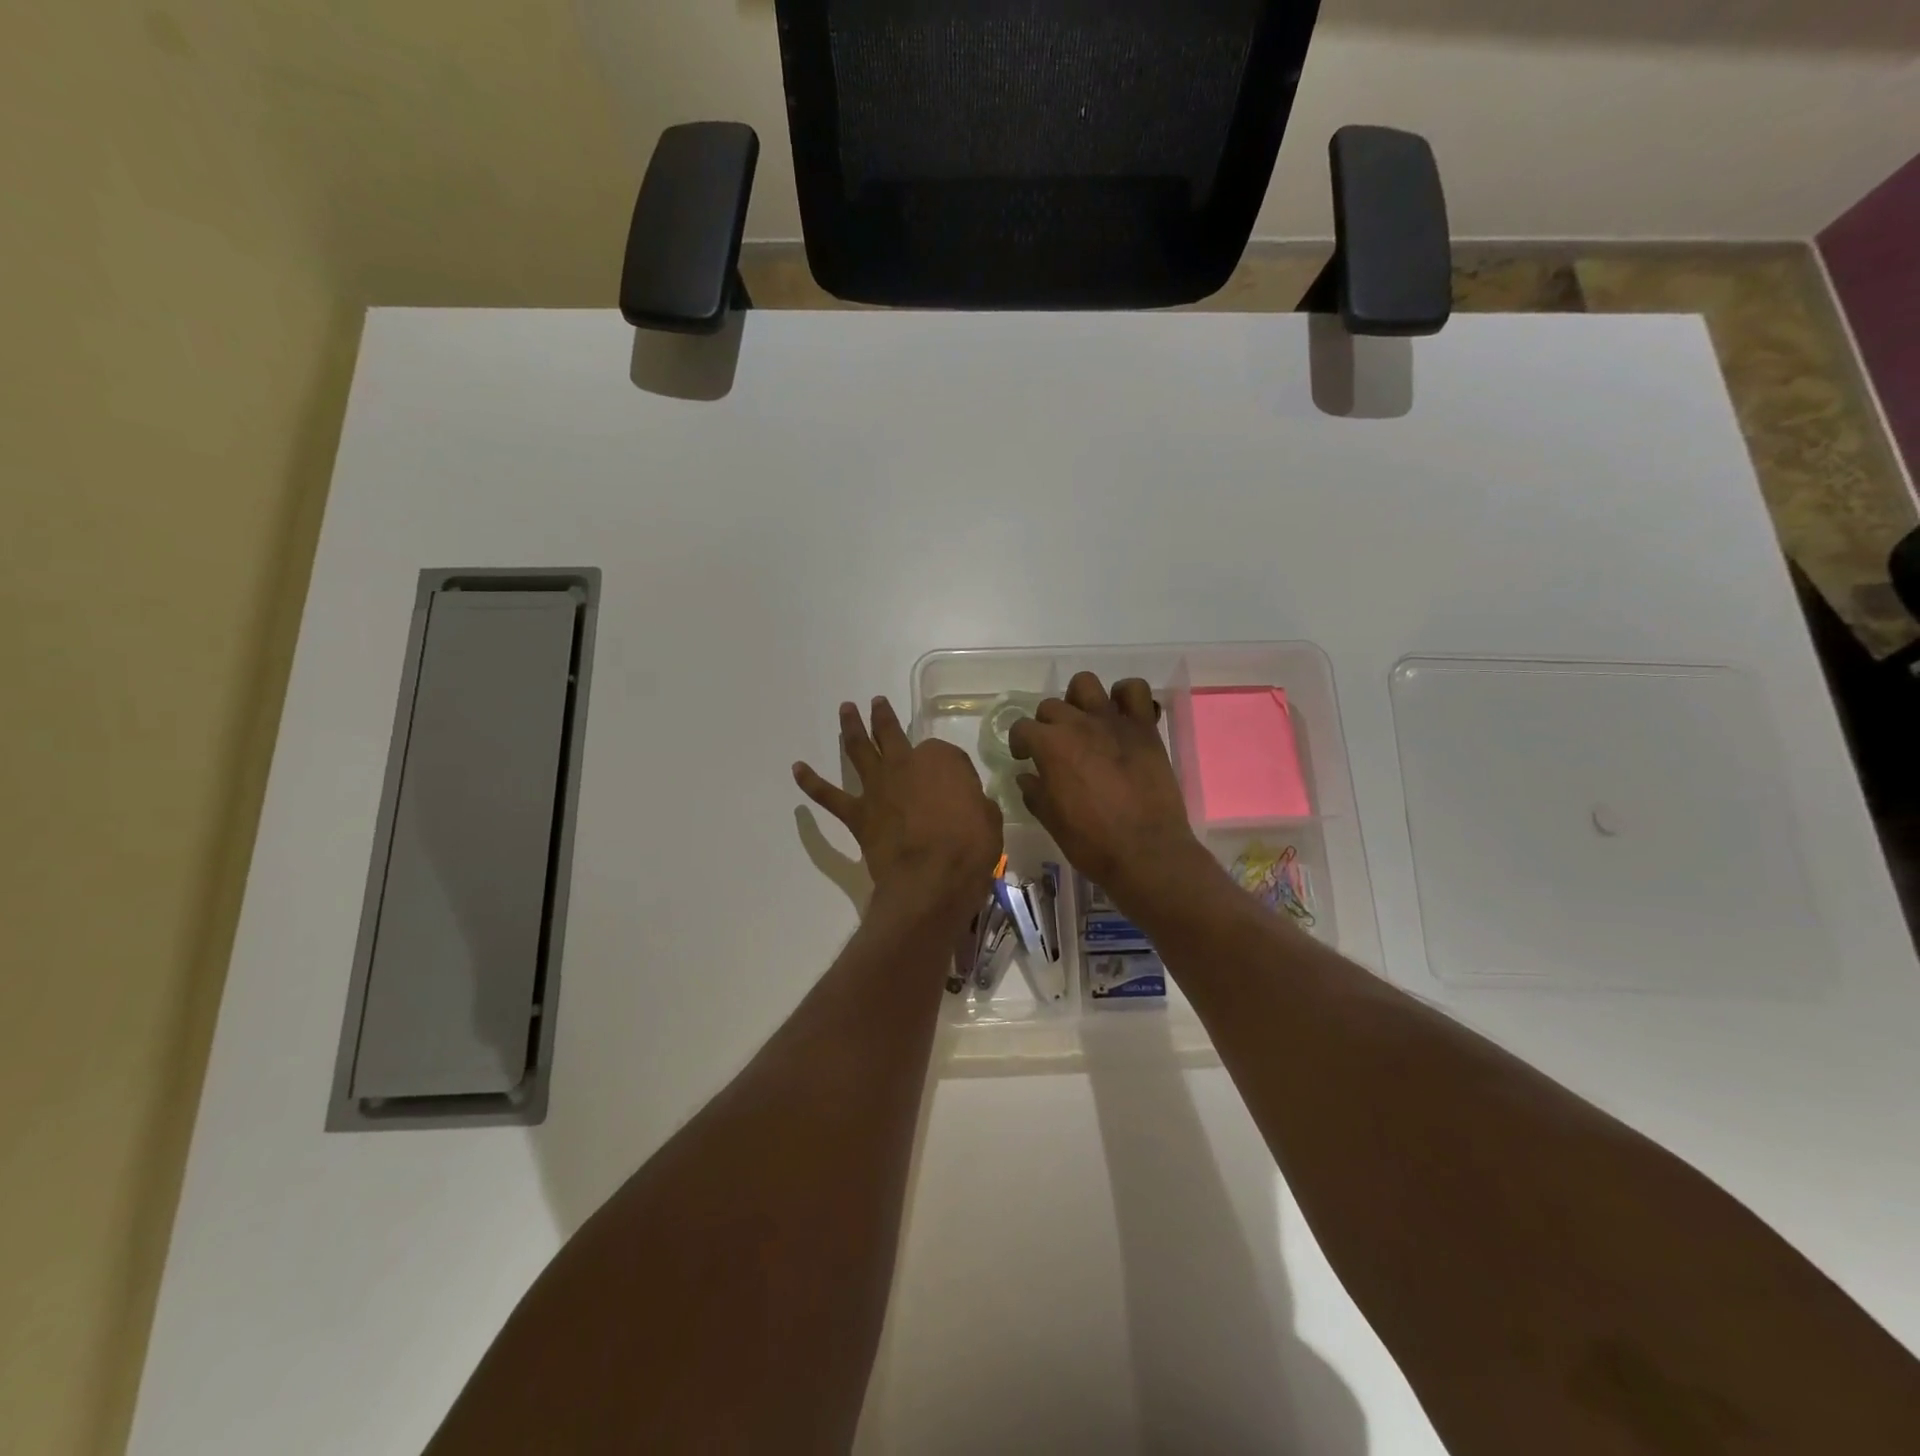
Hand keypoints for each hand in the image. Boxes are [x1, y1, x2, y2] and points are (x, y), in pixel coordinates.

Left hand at [794, 697, 1002, 923]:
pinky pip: (829, 796)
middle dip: (884, 717)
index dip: (948, 766)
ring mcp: (878, 787)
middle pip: (892, 734)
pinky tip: (798, 769)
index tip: (955, 783)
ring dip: (850, 728)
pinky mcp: (858, 814)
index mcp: (941, 760)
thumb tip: (970, 806)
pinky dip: (811, 782)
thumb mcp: (989, 819)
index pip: (943, 754)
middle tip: (876, 703)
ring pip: (859, 749)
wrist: (931, 877)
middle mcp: (905, 764)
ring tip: (845, 710)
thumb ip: (976, 805)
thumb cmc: (970, 847)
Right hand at [1008, 672, 1208, 908]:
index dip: (1020, 743)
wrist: (1146, 853)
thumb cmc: (1092, 843)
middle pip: (1051, 706)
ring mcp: (1113, 721)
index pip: (1022, 728)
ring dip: (1079, 700)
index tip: (1025, 759)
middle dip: (1046, 725)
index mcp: (1051, 746)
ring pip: (1085, 684)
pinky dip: (1125, 696)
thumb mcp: (1051, 821)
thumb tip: (1026, 776)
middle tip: (1055, 749)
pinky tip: (1120, 716)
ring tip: (1084, 723)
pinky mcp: (1144, 727)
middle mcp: (1079, 724)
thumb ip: (1034, 792)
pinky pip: (1135, 690)